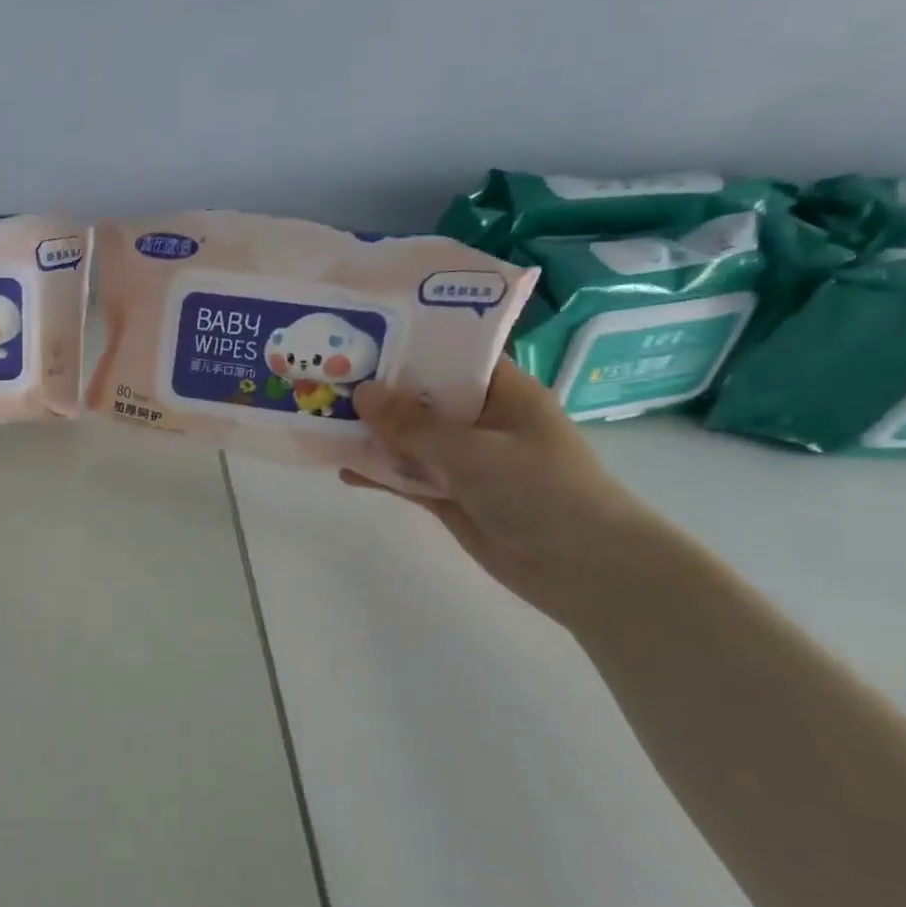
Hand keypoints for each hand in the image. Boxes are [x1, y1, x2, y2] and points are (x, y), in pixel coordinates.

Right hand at [341, 360, 671, 625]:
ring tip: (322, 421)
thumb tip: (361, 393)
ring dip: (372, 434)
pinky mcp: (452, 496)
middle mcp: (482, 421)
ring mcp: (466, 461)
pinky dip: (379, 473)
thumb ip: (413, 425)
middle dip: (379, 392)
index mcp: (503, 394)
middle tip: (327, 377)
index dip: (410, 345)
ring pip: (410, 439)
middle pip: (422, 398)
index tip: (361, 338)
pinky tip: (342, 470)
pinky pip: (408, 477)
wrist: (583, 569)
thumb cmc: (540, 491)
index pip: (452, 356)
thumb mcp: (473, 451)